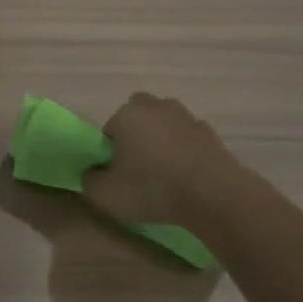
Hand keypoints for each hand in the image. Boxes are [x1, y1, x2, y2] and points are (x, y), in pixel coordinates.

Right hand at [82, 93, 245, 238]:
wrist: (214, 195)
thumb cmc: (152, 188)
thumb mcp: (104, 194)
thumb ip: (89, 180)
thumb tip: (92, 173)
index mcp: (127, 113)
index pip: (109, 130)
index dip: (111, 153)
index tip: (118, 174)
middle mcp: (156, 106)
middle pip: (138, 120)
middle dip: (136, 139)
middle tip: (139, 170)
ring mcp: (187, 117)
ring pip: (165, 128)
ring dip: (162, 144)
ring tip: (165, 177)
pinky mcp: (210, 134)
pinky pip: (188, 141)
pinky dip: (185, 154)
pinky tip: (186, 179)